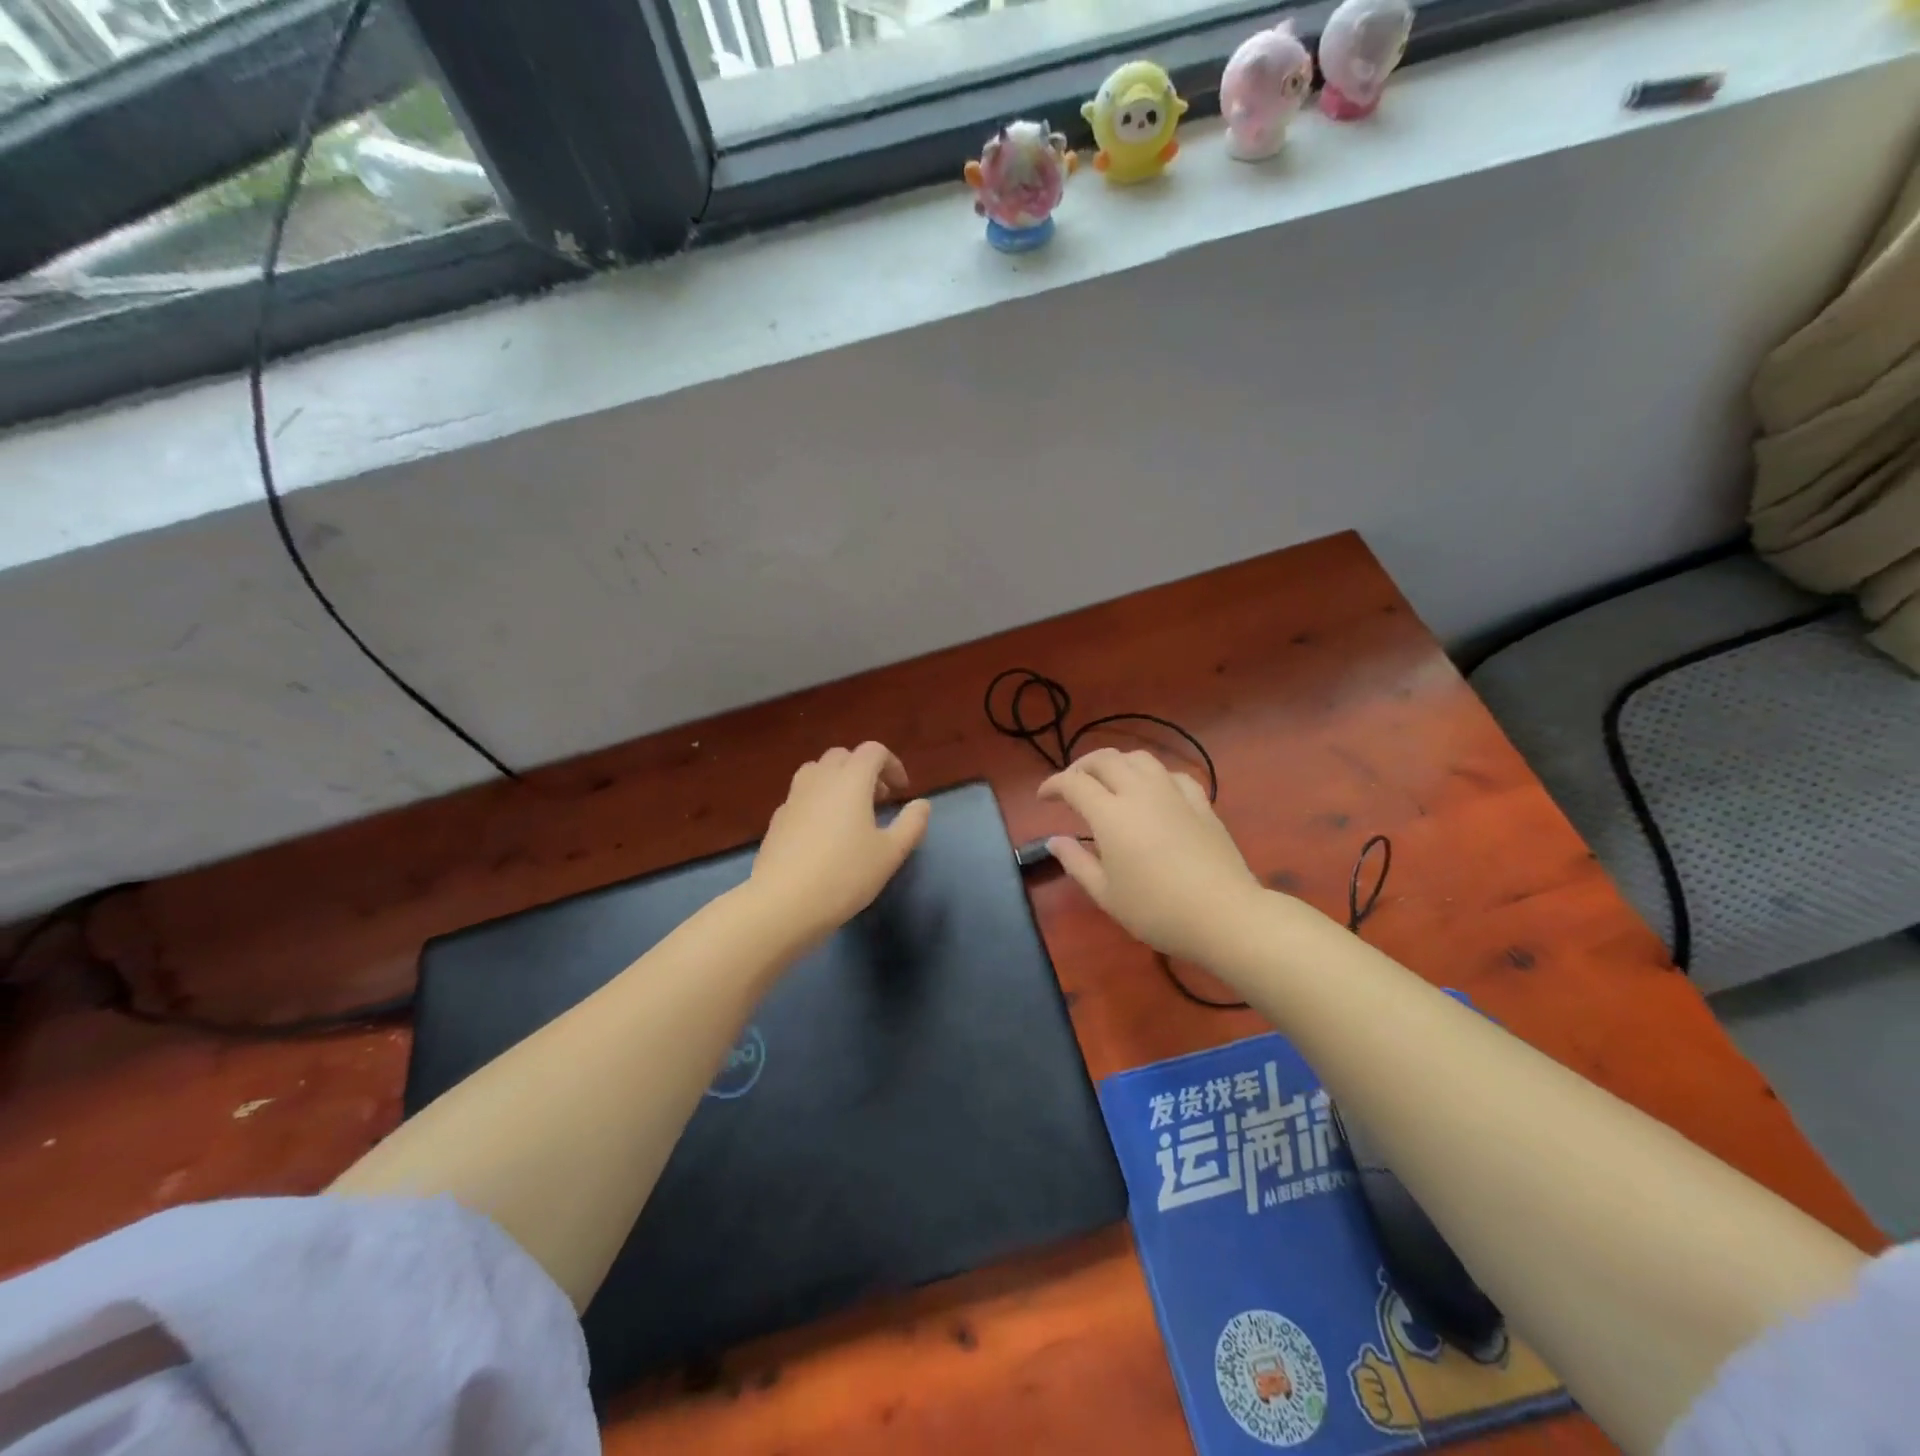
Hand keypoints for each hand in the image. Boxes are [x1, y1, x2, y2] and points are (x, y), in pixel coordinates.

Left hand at [750, 742, 931, 948]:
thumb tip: (921, 804)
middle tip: (879, 799)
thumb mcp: (891, 853)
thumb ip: (912, 824)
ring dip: (838, 781)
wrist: (783, 903)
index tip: (902, 791)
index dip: (892, 764)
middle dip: (864, 770)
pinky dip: (818, 800)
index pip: (873, 751)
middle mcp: (820, 779)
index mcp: (851, 780)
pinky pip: (801, 795)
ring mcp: (794, 797)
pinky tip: (824, 833)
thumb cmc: (845, 874)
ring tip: (850, 812)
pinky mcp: (777, 819)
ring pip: (817, 771)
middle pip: (843, 756)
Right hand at [1038, 748, 1262, 964]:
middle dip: (1080, 766)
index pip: (1073, 783)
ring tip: (1108, 782)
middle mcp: (1140, 792)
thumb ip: (1076, 862)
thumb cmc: (1157, 910)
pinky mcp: (1201, 803)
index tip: (1042, 798)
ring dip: (1116, 764)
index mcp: (1110, 814)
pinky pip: (1172, 774)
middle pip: (1104, 759)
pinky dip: (1153, 776)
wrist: (1224, 915)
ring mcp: (1174, 793)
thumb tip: (1054, 841)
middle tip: (1071, 786)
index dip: (1053, 785)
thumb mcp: (1106, 894)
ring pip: (1139, 758)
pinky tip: (1153, 792)